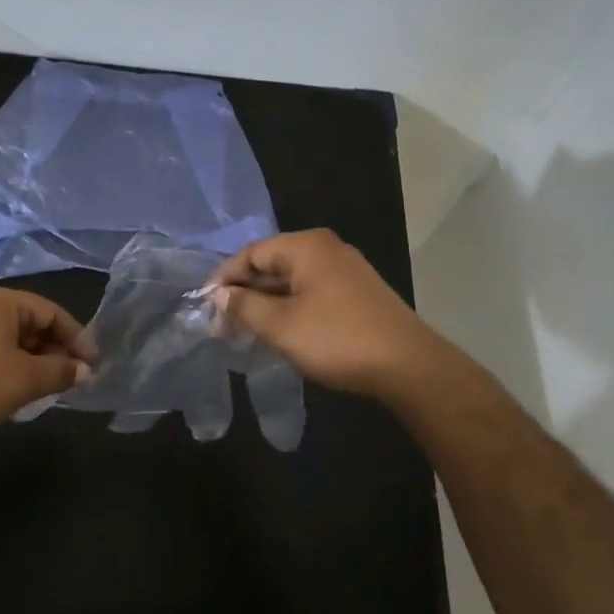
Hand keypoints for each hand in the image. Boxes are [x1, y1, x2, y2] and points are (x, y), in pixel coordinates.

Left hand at [0, 288, 93, 433]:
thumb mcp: (27, 378)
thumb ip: (61, 372)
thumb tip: (86, 372)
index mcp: (3, 302)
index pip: (52, 312)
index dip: (77, 338)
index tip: (93, 365)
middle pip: (33, 325)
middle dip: (57, 352)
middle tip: (74, 379)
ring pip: (15, 341)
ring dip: (37, 363)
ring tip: (51, 388)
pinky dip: (15, 368)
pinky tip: (20, 392)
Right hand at [206, 229, 441, 399]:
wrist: (408, 366)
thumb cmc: (337, 338)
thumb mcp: (280, 325)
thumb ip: (244, 306)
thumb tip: (218, 296)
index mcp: (306, 246)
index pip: (251, 254)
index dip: (223, 279)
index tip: (204, 306)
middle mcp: (326, 249)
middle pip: (271, 264)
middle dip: (244, 294)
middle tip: (220, 324)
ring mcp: (345, 271)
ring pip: (291, 282)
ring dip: (265, 304)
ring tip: (243, 332)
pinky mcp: (357, 294)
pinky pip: (310, 293)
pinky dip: (289, 309)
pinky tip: (278, 333)